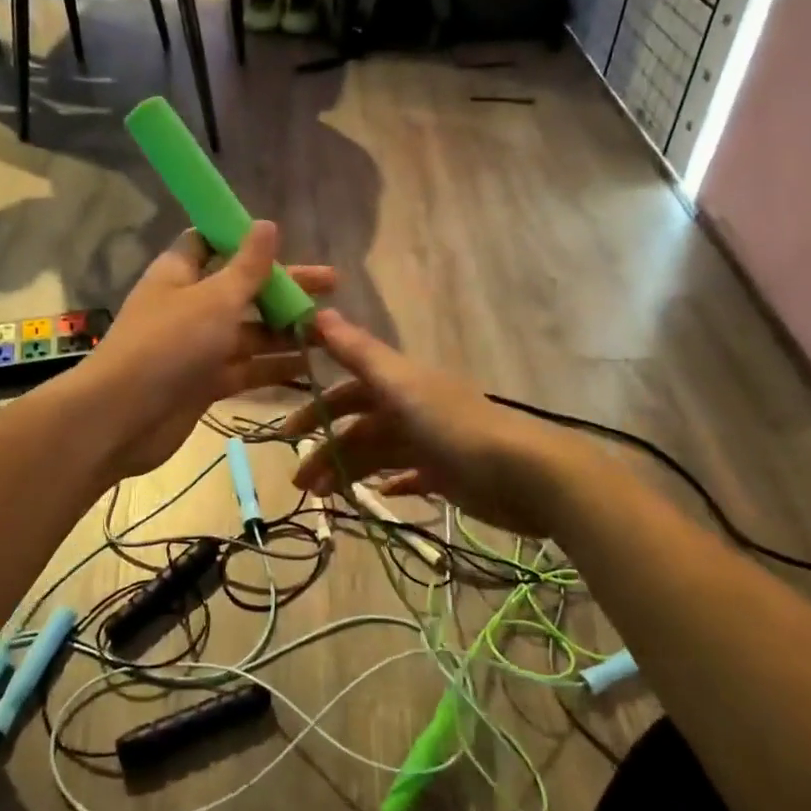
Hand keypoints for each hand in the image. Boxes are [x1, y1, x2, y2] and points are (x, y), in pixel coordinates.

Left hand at [81, 223, 334, 479]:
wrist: (123, 418)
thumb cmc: (169, 345)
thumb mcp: (214, 299)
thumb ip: (247, 267)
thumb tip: (267, 224)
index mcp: (181, 273)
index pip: (214, 243)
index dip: (247, 241)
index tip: (286, 242)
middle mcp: (190, 306)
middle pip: (243, 289)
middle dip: (285, 289)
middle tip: (333, 286)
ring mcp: (198, 347)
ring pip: (249, 332)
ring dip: (286, 331)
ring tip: (330, 330)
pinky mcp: (205, 382)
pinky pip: (246, 368)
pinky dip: (273, 367)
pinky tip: (311, 366)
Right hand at [283, 310, 577, 537]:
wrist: (523, 473)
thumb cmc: (455, 426)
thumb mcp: (402, 385)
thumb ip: (359, 353)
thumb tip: (317, 312)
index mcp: (401, 385)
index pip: (349, 390)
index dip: (317, 406)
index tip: (287, 431)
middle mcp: (413, 410)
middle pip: (359, 427)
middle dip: (327, 449)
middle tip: (300, 482)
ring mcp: (430, 443)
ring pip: (378, 454)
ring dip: (348, 472)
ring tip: (324, 498)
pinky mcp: (447, 474)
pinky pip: (409, 476)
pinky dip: (389, 484)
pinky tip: (374, 497)